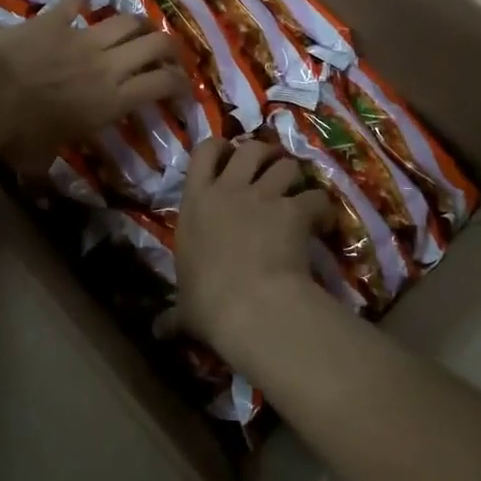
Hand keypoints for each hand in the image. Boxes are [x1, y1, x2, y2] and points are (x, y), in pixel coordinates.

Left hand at [0, 0, 182, 163]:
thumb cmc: (17, 136)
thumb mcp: (42, 160)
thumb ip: (51, 164)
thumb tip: (40, 182)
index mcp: (112, 101)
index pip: (162, 85)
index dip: (181, 84)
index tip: (184, 88)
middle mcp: (107, 65)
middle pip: (155, 44)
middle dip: (170, 48)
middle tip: (169, 54)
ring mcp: (82, 37)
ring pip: (126, 20)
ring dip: (139, 23)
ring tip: (141, 28)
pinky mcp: (54, 20)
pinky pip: (76, 2)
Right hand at [174, 138, 330, 363]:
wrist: (248, 306)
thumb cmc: (207, 304)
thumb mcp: (184, 307)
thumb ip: (174, 313)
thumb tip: (157, 331)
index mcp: (195, 203)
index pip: (203, 152)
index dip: (220, 148)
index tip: (228, 155)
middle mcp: (228, 190)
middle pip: (251, 149)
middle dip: (264, 154)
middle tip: (271, 170)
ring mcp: (263, 197)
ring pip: (286, 165)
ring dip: (295, 176)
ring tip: (299, 191)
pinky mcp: (293, 211)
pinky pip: (315, 196)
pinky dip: (321, 207)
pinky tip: (323, 221)